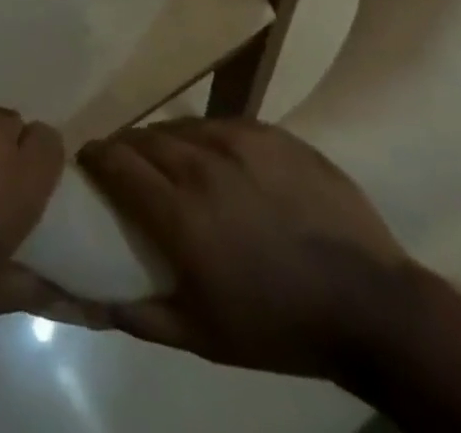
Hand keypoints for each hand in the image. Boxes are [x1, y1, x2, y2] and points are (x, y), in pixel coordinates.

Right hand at [78, 119, 420, 380]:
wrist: (373, 308)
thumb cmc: (280, 326)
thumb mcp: (205, 336)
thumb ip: (140, 314)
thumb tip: (87, 299)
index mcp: (179, 213)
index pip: (113, 161)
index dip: (94, 158)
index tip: (89, 166)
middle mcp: (200, 165)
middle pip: (141, 137)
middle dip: (126, 149)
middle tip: (128, 168)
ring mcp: (237, 142)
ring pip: (179, 126)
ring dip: (165, 141)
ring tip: (173, 162)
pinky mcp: (269, 131)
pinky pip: (220, 123)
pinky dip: (206, 137)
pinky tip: (218, 159)